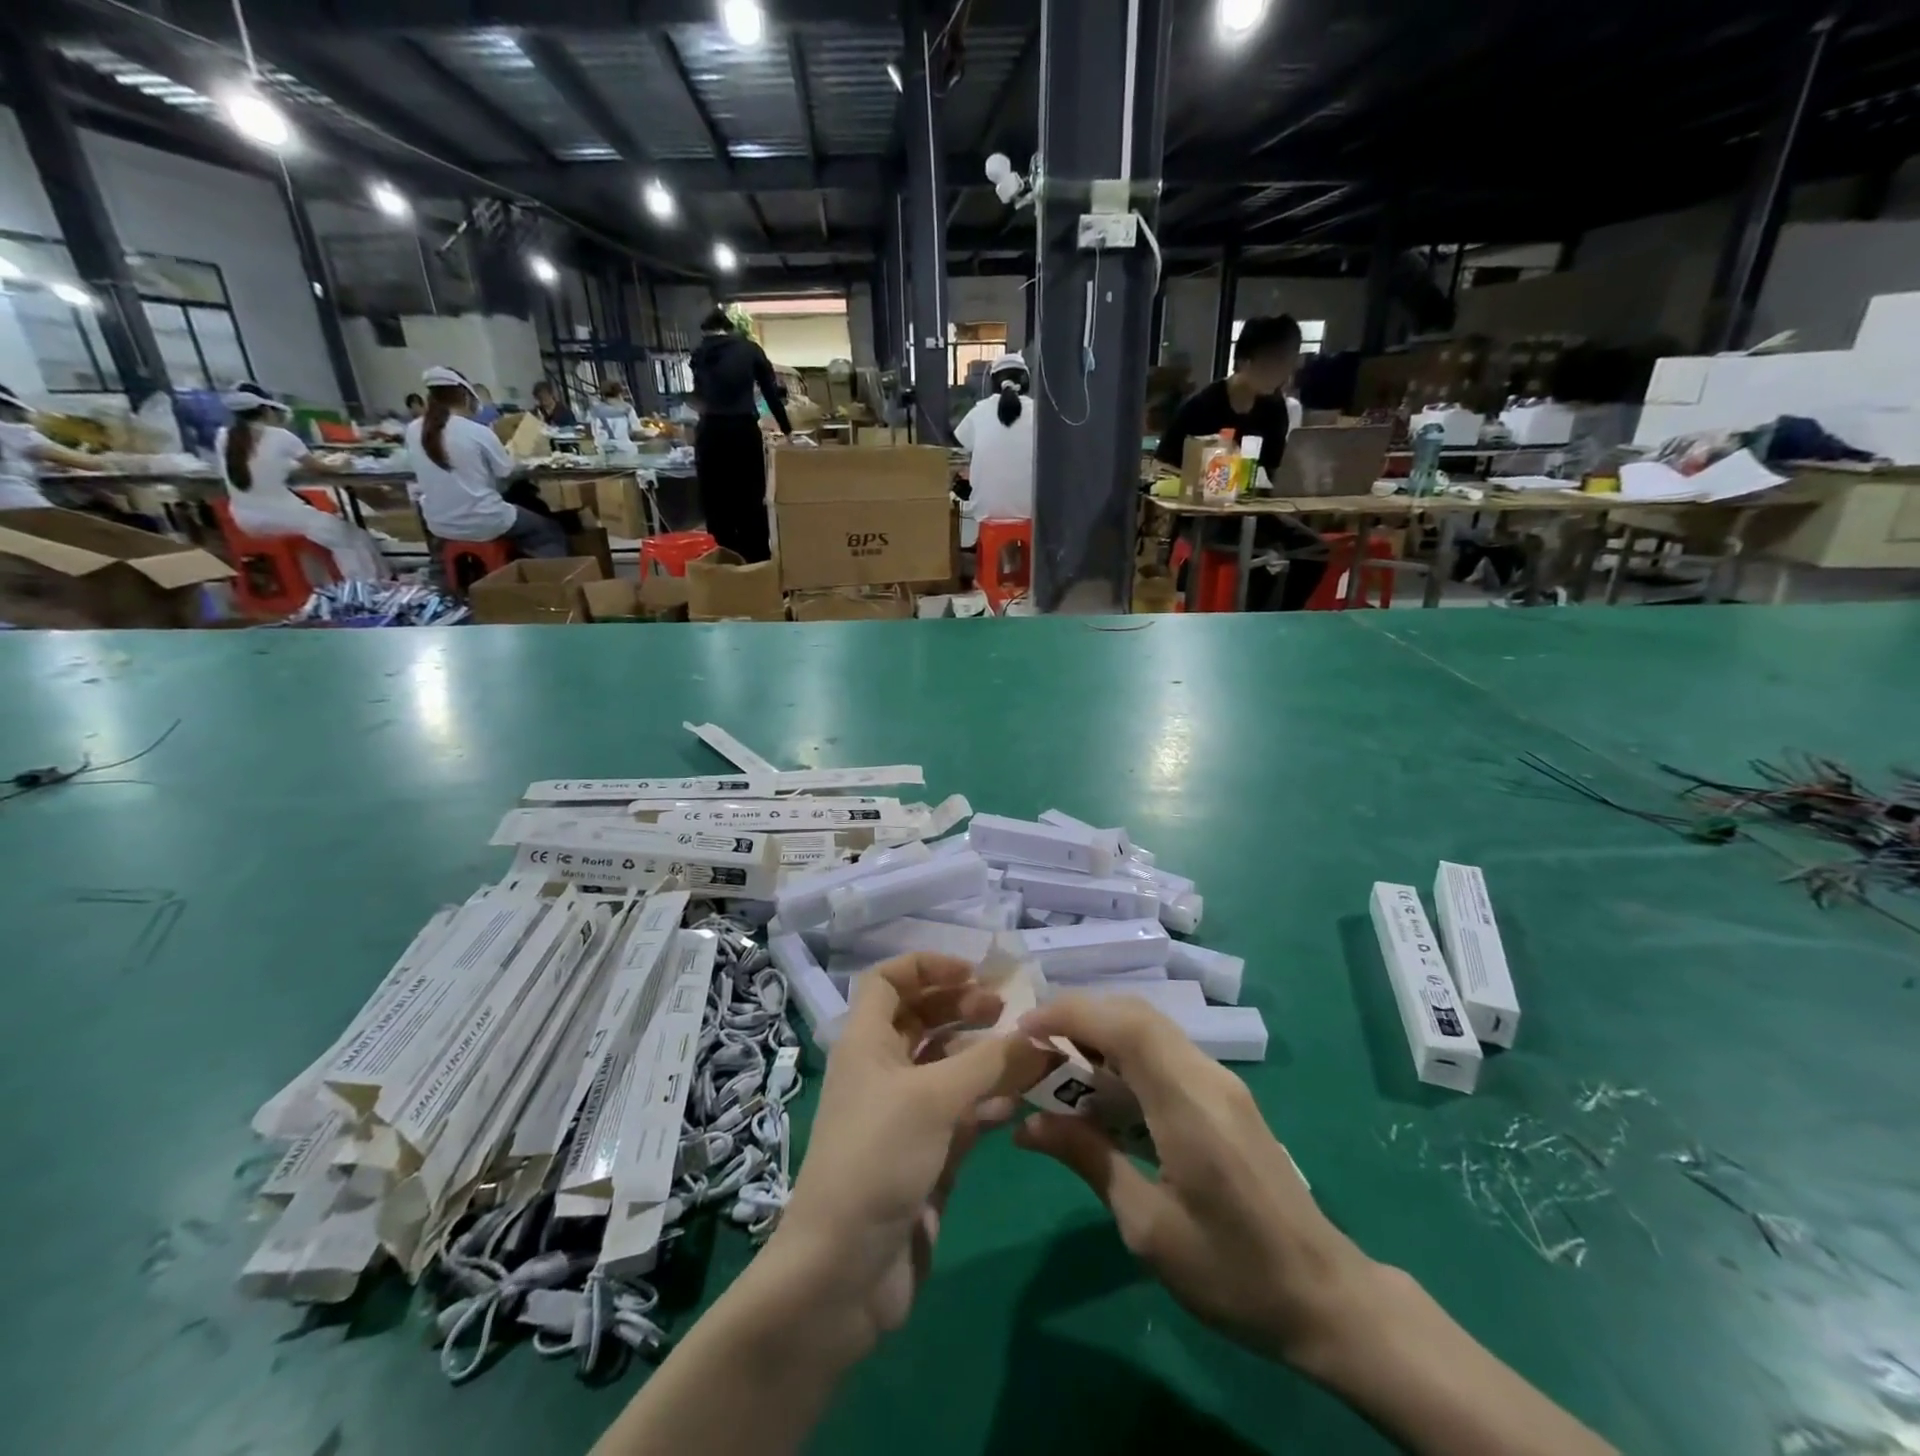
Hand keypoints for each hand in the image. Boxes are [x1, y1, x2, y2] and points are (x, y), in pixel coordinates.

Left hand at [770, 954, 1053, 1344]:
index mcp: (866, 1042)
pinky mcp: (926, 1154)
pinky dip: (990, 1098)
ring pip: (947, 1064)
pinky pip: (962, 1110)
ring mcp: (904, 1113)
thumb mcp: (935, 1099)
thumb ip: (992, 1062)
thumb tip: (1041, 1036)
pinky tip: (1024, 1097)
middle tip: (1006, 1009)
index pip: (887, 980)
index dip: (926, 967)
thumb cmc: (878, 1159)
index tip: (972, 973)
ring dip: (983, 1053)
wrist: (844, 1273)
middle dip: (962, 1006)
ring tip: (1028, 1051)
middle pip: (921, 1018)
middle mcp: (882, 1070)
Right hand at [1012, 994, 1374, 1371]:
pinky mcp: (1225, 1097)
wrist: (1325, 1298)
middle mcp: (1206, 1076)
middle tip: (1035, 1047)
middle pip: (1136, 1015)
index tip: (1025, 1029)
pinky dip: (1125, 1055)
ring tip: (1059, 1068)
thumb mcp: (1149, 1227)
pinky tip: (1104, 1093)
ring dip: (1102, 1034)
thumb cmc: (1233, 1272)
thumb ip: (1089, 1161)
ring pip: (1151, 1029)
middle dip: (1080, 1017)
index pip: (1124, 1025)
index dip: (1070, 1014)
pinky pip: (1166, 1053)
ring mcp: (1220, 1083)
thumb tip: (1028, 1126)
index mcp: (1188, 1103)